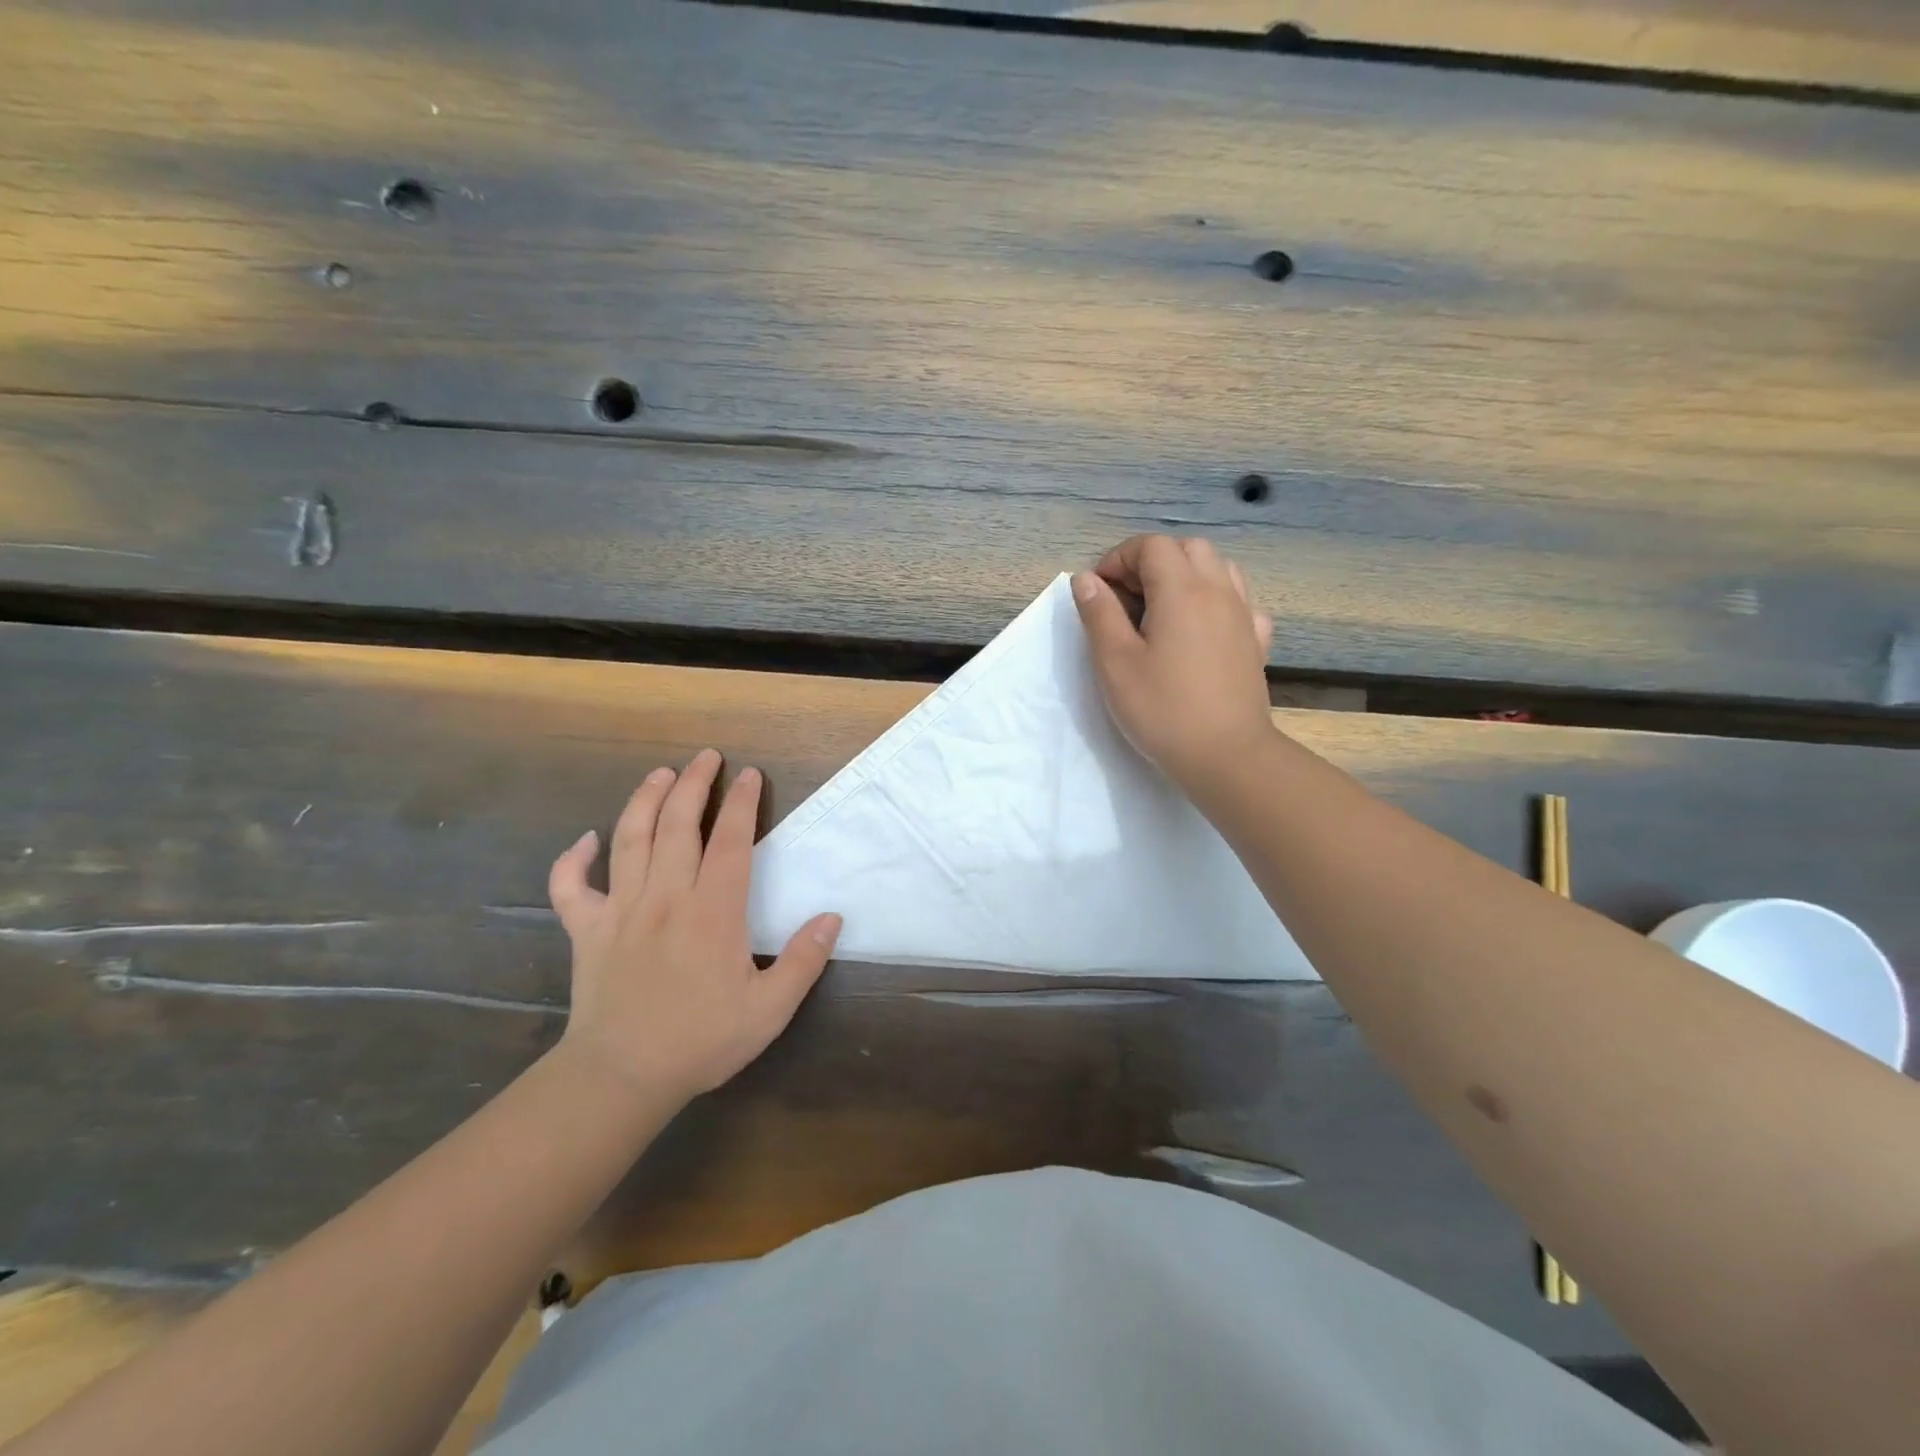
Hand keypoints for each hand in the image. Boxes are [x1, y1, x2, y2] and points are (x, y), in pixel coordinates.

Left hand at [547, 749, 841, 1104]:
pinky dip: (573, 859)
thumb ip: (804, 960)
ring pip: (629, 840)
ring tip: (661, 774)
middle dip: (693, 783)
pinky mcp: (586, 930)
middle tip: (706, 757)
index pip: (729, 841)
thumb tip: (832, 917)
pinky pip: (571, 887)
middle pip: (677, 825)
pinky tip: (586, 840)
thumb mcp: (769, 1009)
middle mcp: (665, 897)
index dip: (741, 803)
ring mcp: (620, 910)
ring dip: (645, 800)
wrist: (621, 1077)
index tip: (749, 775)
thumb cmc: (701, 1040)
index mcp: (712, 912)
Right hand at [1073, 535, 1275, 792]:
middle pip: (1187, 549)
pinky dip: (1216, 600)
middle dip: (1151, 562)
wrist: (1227, 756)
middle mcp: (1218, 591)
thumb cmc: (1163, 710)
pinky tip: (1201, 628)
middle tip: (1126, 599)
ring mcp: (1243, 615)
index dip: (1119, 559)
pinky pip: (1239, 601)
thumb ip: (1099, 614)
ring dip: (1185, 575)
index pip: (1151, 546)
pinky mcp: (1256, 642)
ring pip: (1218, 568)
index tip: (1099, 592)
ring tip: (1161, 610)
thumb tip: (1086, 579)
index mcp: (1181, 591)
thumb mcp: (1115, 663)